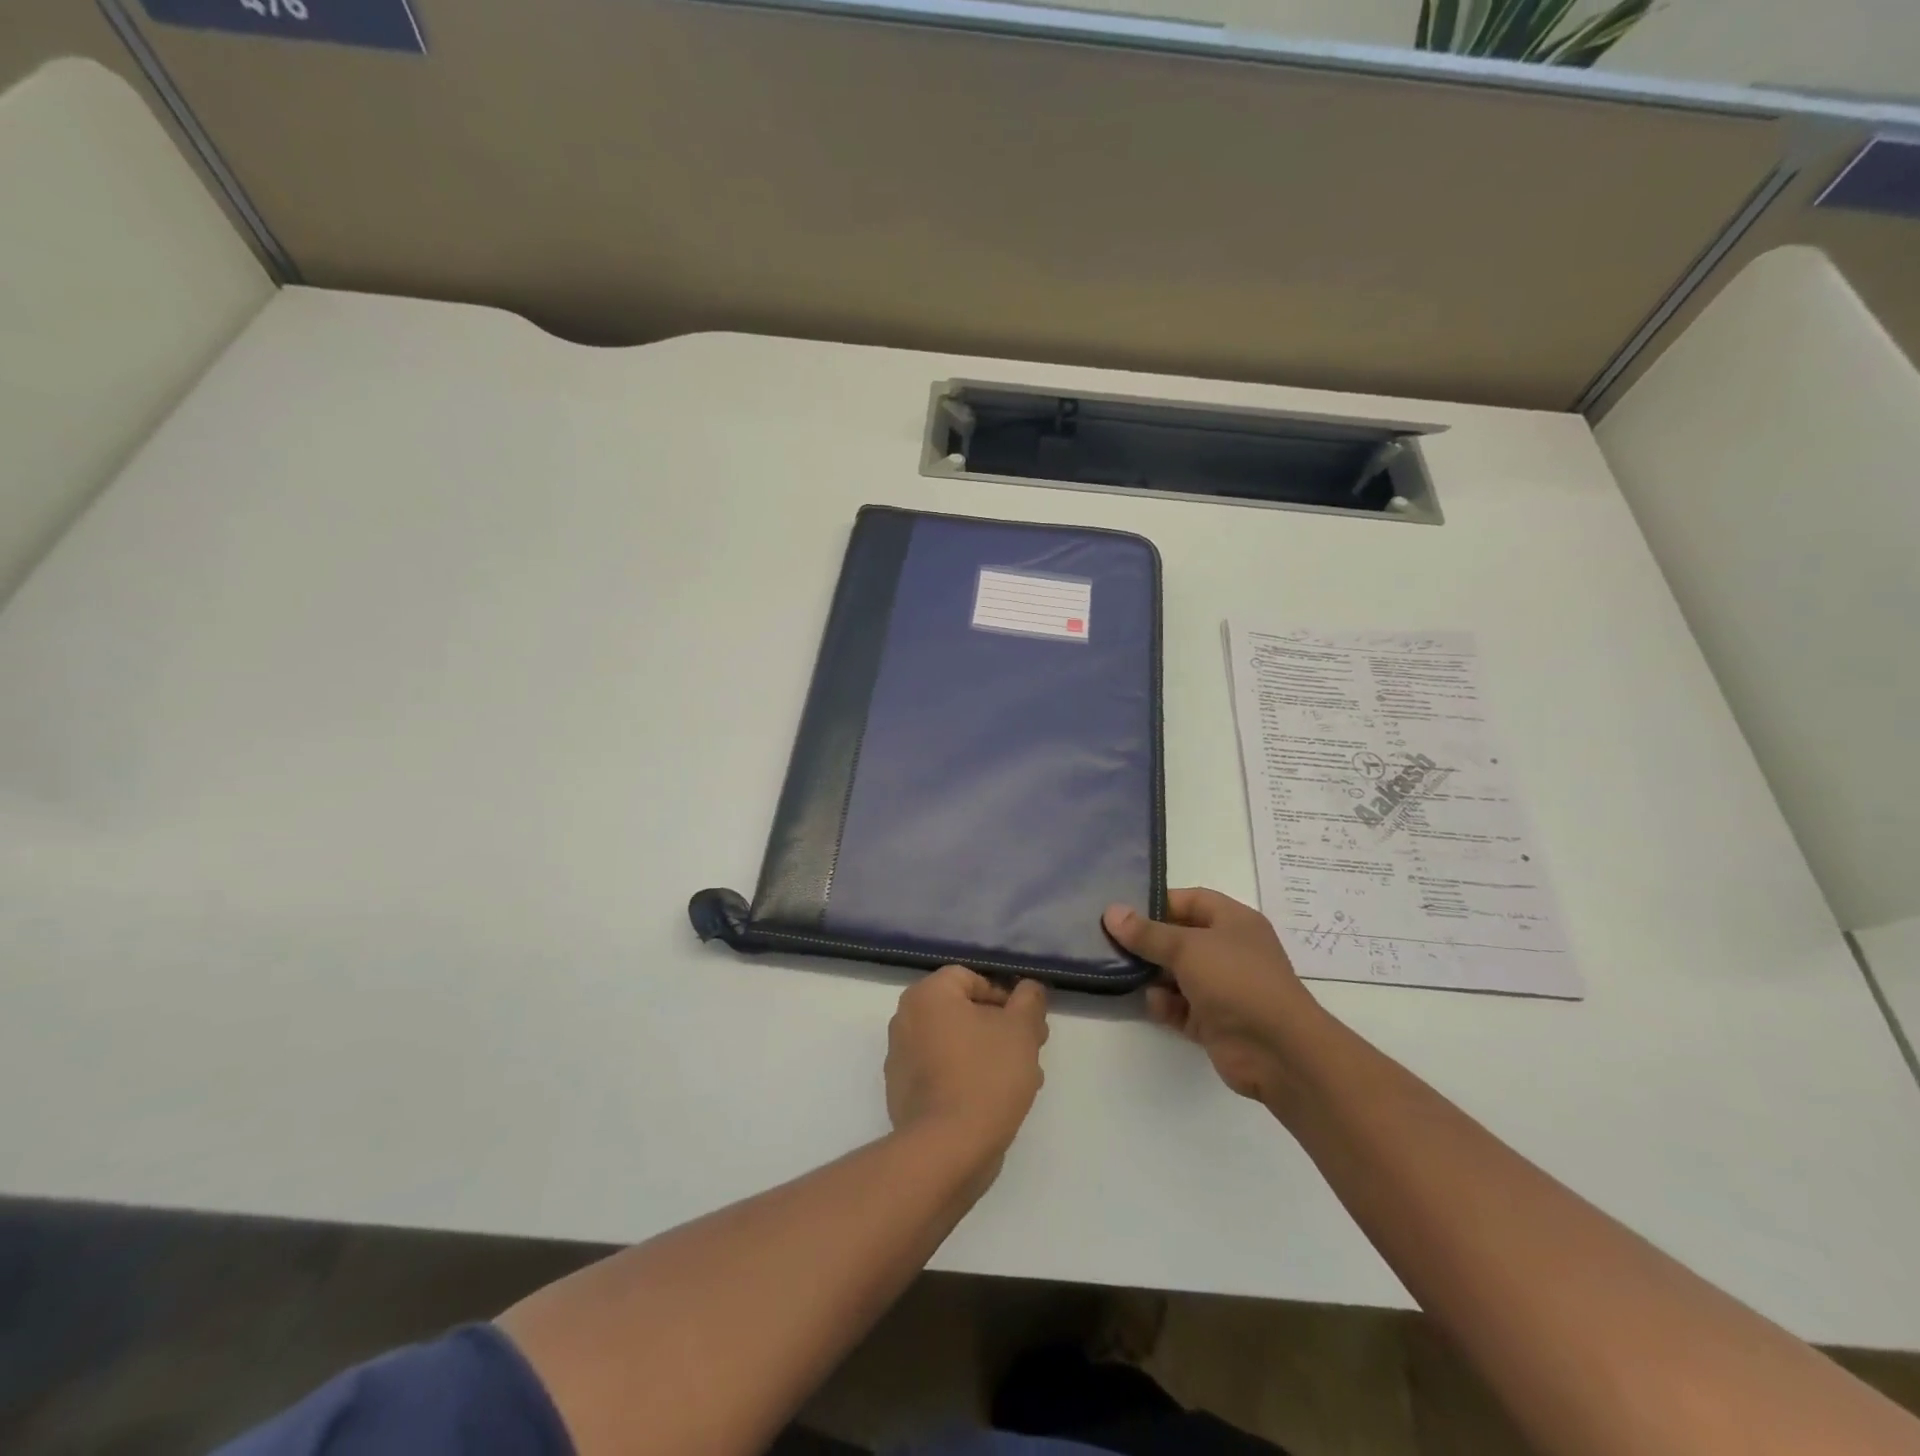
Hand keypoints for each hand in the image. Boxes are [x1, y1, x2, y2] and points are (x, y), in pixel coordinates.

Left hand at [885, 966, 1048, 1175]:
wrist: (946, 1149)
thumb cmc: (985, 1076)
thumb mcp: (1021, 1030)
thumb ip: (1029, 1000)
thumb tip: (1029, 988)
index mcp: (927, 995)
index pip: (970, 979)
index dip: (1004, 996)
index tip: (1028, 1023)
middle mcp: (906, 1019)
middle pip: (963, 1012)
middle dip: (1001, 1028)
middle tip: (1030, 1050)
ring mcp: (901, 1058)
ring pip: (956, 1044)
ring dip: (989, 1054)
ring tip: (1022, 1080)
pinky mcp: (903, 1093)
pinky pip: (942, 1072)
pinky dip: (967, 1077)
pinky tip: (995, 1101)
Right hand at [1104, 889, 1325, 1102]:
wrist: (1278, 1050)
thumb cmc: (1236, 980)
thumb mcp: (1187, 948)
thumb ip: (1147, 933)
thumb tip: (1111, 912)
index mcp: (1233, 922)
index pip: (1191, 900)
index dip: (1159, 902)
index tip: (1124, 911)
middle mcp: (1229, 951)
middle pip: (1180, 938)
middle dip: (1148, 942)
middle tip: (1110, 942)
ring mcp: (1222, 988)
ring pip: (1176, 974)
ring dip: (1152, 975)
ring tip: (1121, 973)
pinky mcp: (1214, 1021)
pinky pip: (1180, 1007)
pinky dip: (1165, 1005)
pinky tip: (1153, 1004)